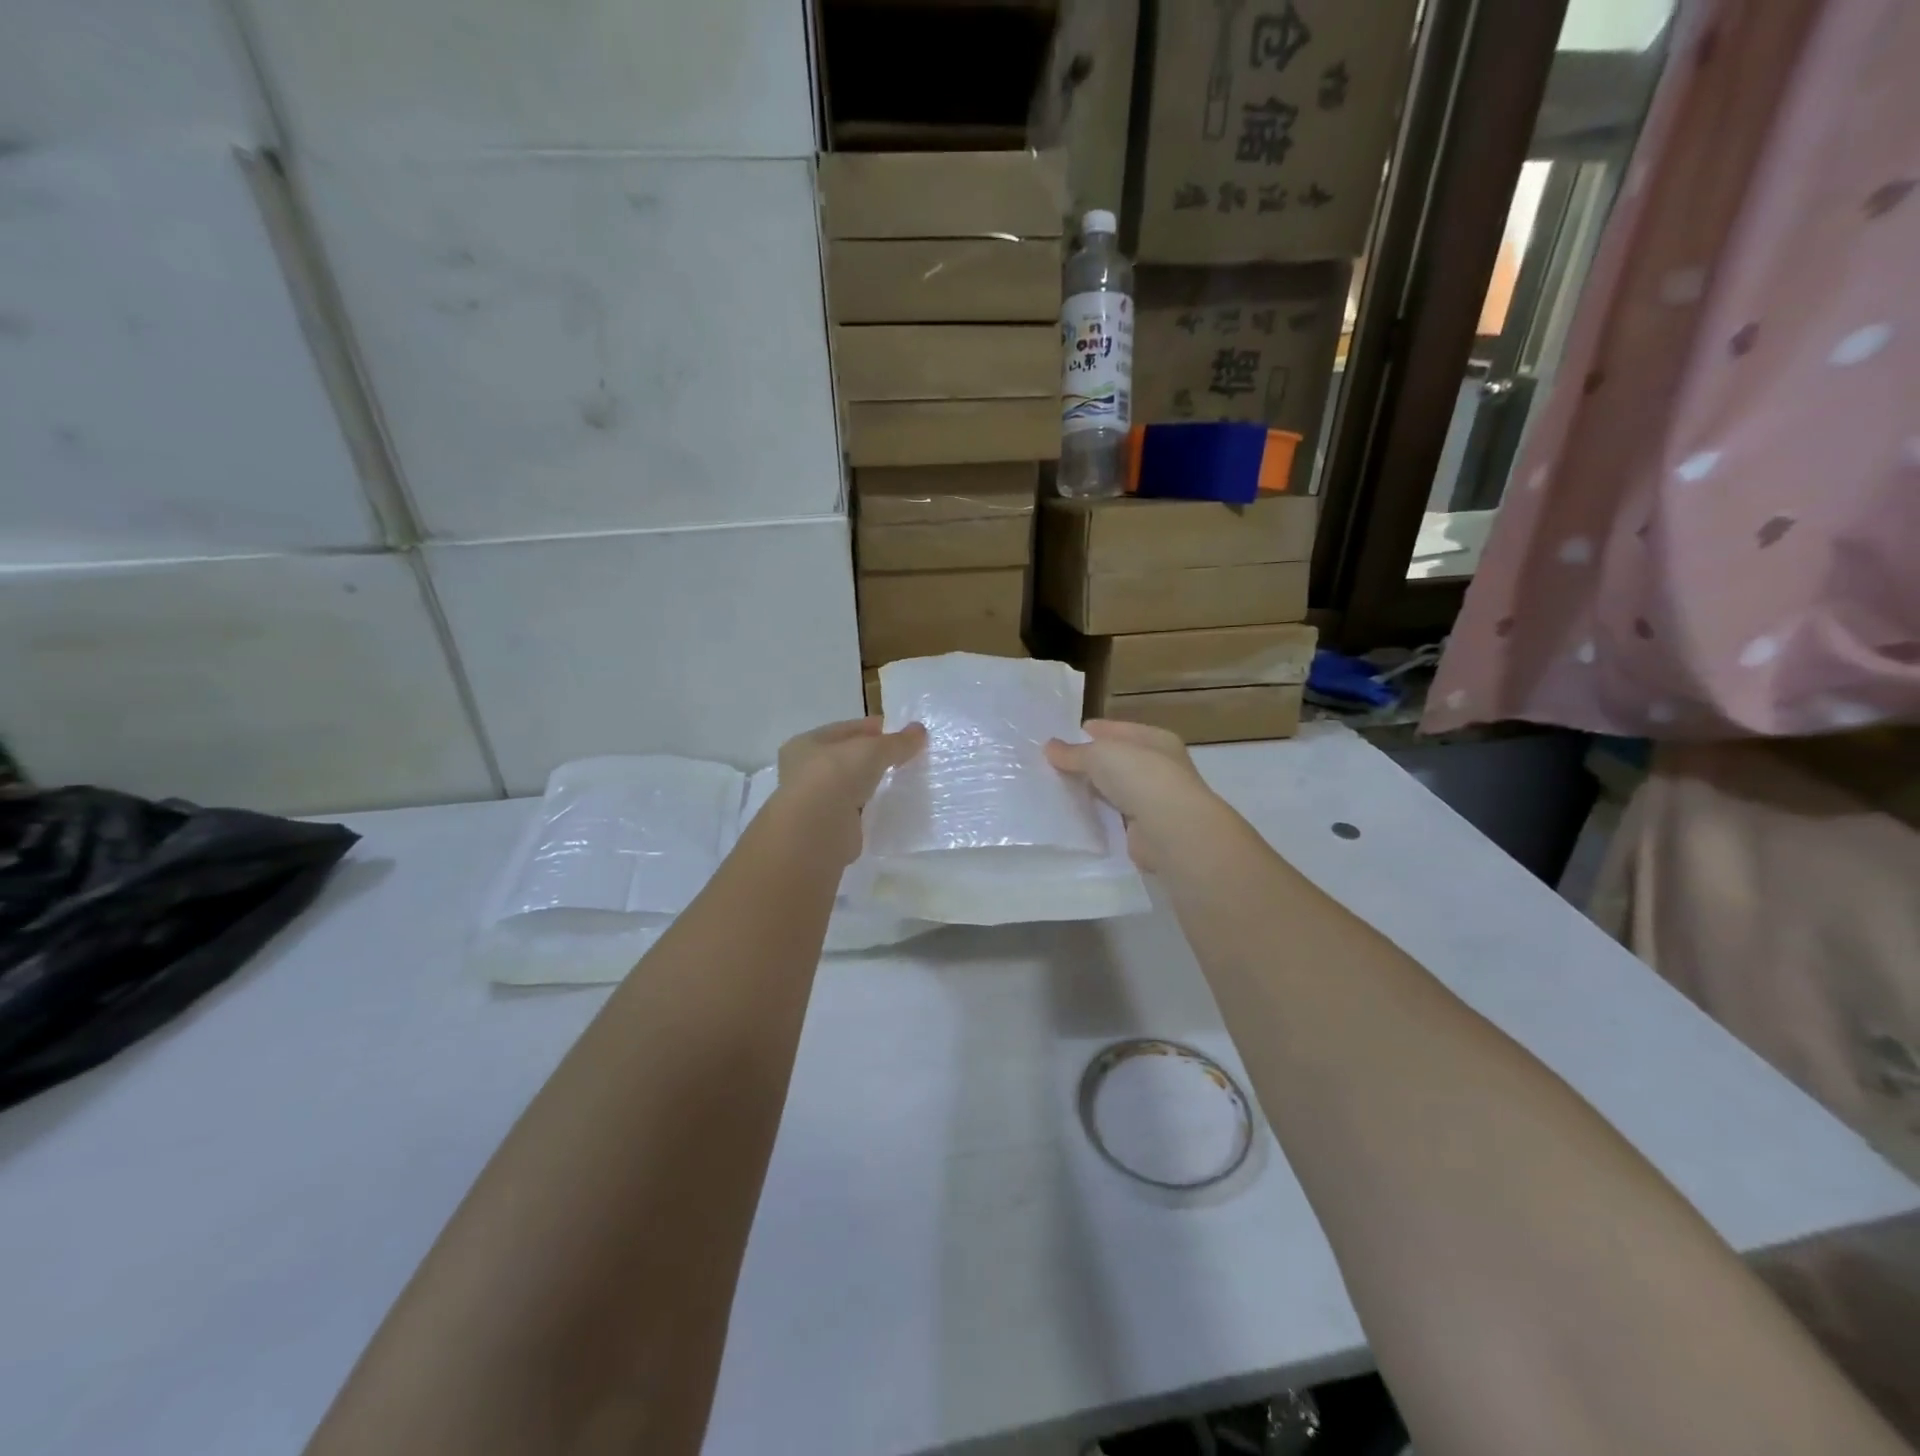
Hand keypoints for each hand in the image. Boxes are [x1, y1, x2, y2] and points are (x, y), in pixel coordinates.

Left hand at [774, 717, 926, 864]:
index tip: (905, 734)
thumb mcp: (872, 750)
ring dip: (873, 784)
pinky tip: (891, 807)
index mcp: (807, 743)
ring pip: (852, 785)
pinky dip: (871, 808)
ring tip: (904, 782)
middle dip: (876, 758)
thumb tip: (920, 730)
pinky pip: (857, 811)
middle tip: (908, 758)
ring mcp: (816, 801)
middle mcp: (806, 770)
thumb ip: (897, 742)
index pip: (847, 730)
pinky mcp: (830, 827)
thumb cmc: (836, 776)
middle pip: (849, 758)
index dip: (876, 729)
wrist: (816, 831)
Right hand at [1045, 720, 1227, 871]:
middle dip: (1090, 763)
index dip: (1093, 731)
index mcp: (1156, 739)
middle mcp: (1160, 767)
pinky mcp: (1145, 829)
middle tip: (1055, 765)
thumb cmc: (1140, 777)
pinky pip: (1115, 817)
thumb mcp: (1099, 754)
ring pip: (1116, 790)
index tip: (1063, 737)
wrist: (1170, 829)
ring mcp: (1155, 800)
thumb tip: (1050, 747)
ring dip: (1094, 791)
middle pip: (1118, 761)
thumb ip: (1074, 752)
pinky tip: (1077, 816)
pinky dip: (1099, 816)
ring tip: (1060, 790)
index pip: (1119, 730)